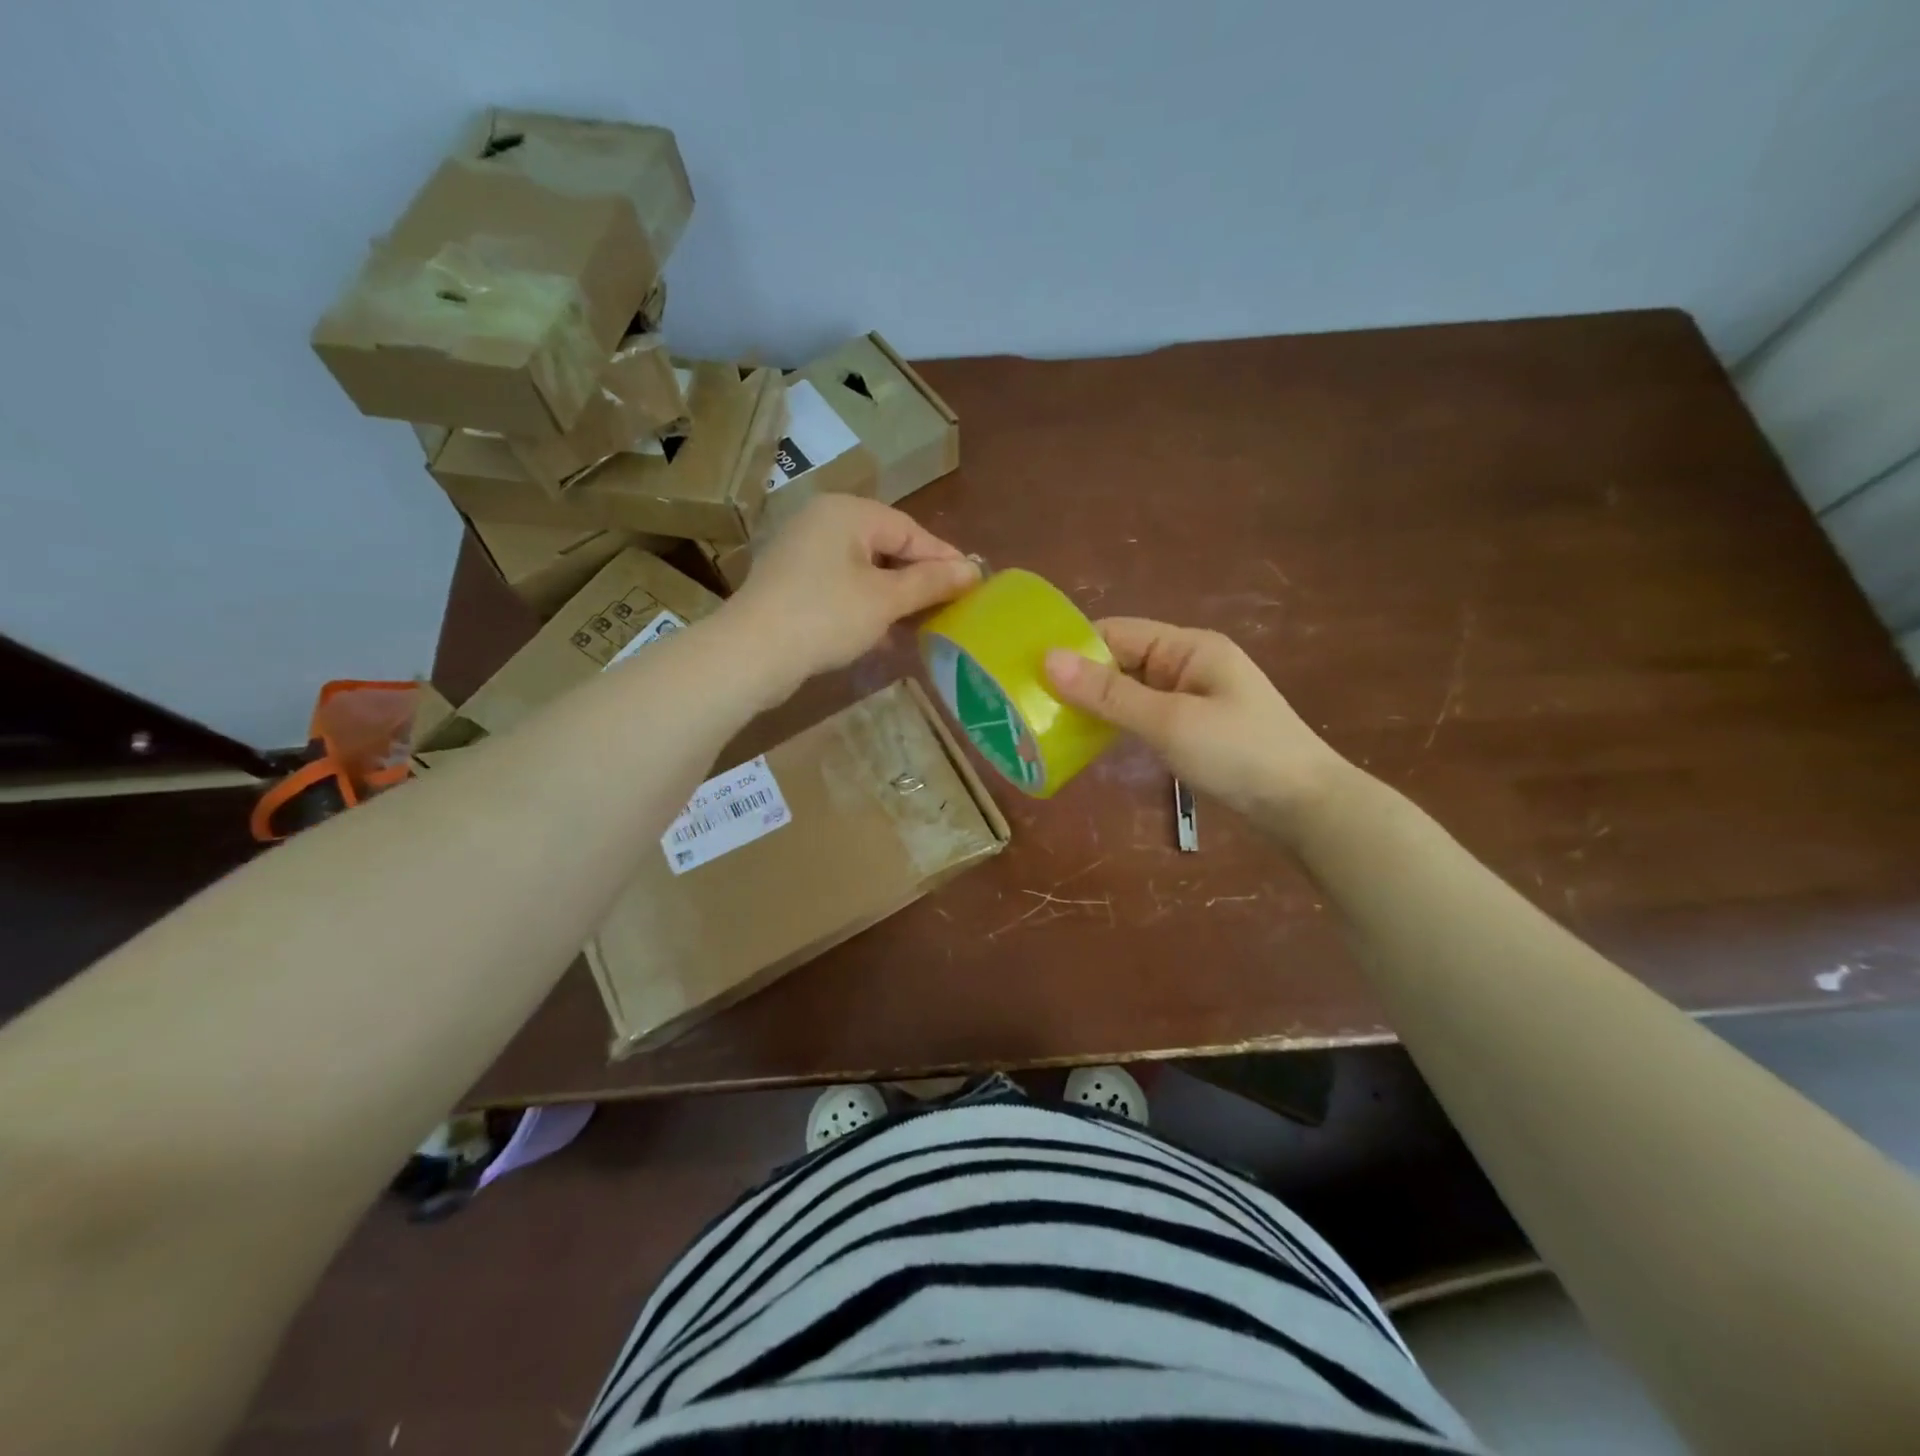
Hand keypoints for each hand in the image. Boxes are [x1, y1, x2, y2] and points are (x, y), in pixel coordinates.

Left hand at [728, 495, 977, 699]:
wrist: (752, 654)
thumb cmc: (826, 616)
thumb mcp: (886, 599)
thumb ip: (931, 582)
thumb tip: (973, 570)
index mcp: (847, 512)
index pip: (910, 530)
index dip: (944, 558)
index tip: (973, 585)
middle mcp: (823, 521)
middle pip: (887, 547)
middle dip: (918, 580)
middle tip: (950, 607)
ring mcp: (803, 551)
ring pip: (864, 569)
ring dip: (894, 598)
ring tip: (922, 625)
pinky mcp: (792, 581)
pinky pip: (842, 586)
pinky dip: (866, 606)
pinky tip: (884, 635)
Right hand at [1044, 618, 1349, 830]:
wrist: (1305, 807)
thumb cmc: (1239, 754)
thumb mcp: (1169, 721)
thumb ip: (1108, 693)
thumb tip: (1048, 660)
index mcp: (1187, 647)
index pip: (1116, 632)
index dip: (1073, 648)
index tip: (1027, 670)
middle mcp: (1188, 664)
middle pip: (1121, 660)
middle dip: (1079, 679)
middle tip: (1030, 703)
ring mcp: (1192, 698)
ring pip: (1130, 691)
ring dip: (1095, 704)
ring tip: (1049, 722)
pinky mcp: (1194, 729)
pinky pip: (1144, 715)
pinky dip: (1117, 724)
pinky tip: (1089, 740)